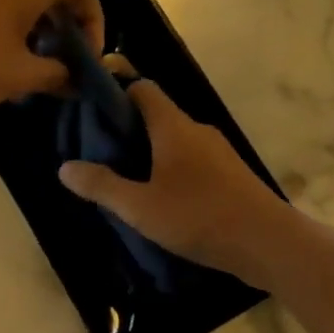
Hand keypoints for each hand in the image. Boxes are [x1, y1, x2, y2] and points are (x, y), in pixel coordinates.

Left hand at [0, 0, 104, 112]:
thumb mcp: (20, 75)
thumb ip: (57, 75)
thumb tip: (75, 80)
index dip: (94, 19)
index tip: (86, 56)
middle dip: (67, 25)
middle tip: (64, 62)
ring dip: (39, 27)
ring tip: (34, 66)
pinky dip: (13, 24)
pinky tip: (1, 60)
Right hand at [58, 81, 299, 286]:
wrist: (268, 243)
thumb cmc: (199, 216)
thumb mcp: (140, 207)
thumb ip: (102, 186)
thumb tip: (64, 167)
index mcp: (173, 126)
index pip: (143, 89)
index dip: (117, 93)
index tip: (92, 113)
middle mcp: (197, 130)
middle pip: (157, 115)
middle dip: (128, 131)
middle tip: (101, 155)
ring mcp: (218, 152)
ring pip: (176, 141)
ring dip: (150, 154)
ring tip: (127, 181)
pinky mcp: (231, 174)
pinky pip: (193, 161)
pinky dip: (172, 170)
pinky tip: (162, 200)